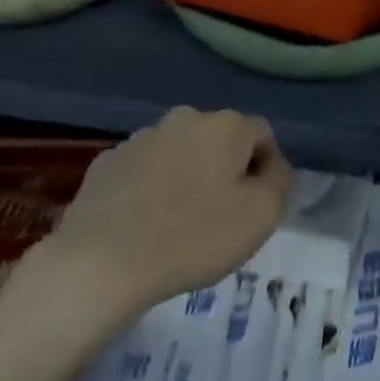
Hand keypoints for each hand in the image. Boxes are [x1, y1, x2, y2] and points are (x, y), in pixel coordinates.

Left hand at [46, 107, 291, 313]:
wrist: (101, 261)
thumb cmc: (193, 236)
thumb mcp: (261, 215)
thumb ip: (278, 181)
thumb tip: (271, 166)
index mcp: (224, 125)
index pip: (262, 134)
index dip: (267, 168)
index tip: (258, 207)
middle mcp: (184, 118)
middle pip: (219, 141)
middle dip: (225, 170)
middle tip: (222, 217)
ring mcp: (140, 138)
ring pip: (179, 154)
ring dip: (187, 177)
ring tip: (179, 225)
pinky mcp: (106, 163)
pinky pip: (143, 172)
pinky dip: (150, 190)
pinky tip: (144, 225)